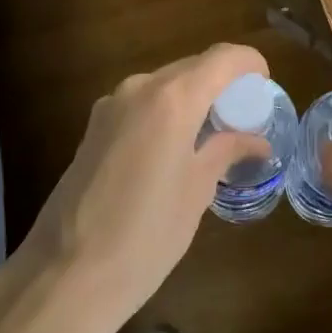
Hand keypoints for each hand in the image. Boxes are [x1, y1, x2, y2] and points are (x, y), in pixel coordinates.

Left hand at [9, 43, 269, 332]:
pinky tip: (176, 148)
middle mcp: (140, 88)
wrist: (66, 275)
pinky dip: (167, 112)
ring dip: (193, 97)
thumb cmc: (147, 235)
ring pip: (165, 84)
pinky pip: (142, 104)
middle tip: (244, 116)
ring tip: (213, 135)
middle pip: (192, 67)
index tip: (265, 85)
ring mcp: (110, 106)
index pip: (222, 57)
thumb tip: (256, 140)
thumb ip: (226, 151)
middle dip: (222, 82)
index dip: (249, 63)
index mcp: (172, 99)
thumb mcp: (197, 191)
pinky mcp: (93, 128)